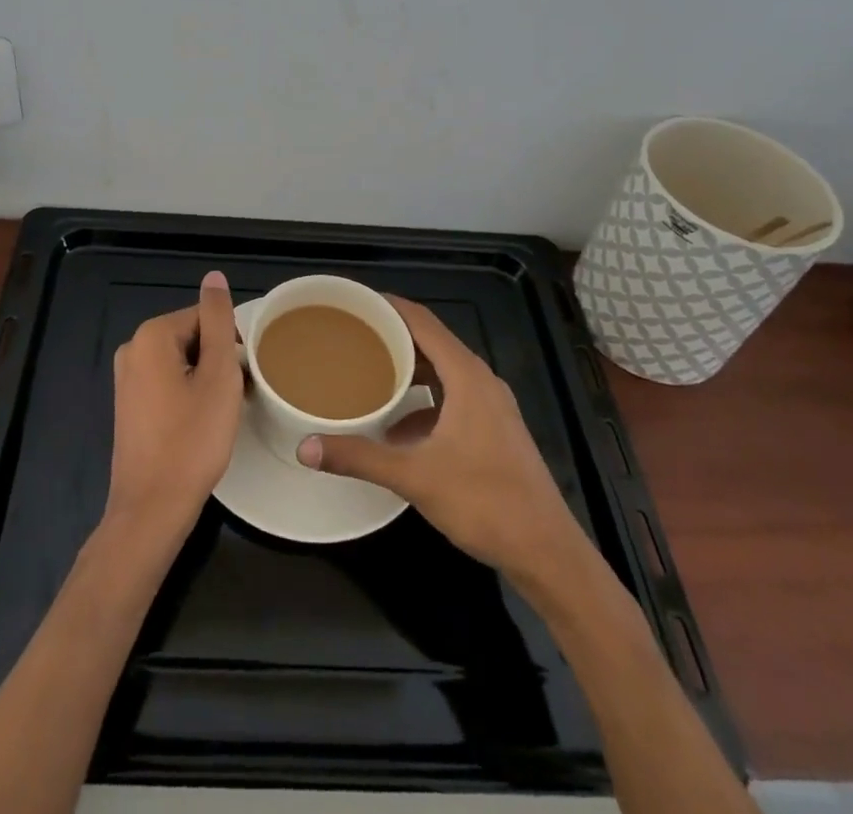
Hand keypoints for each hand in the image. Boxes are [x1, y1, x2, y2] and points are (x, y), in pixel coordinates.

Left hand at [103, 271, 243, 546]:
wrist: (152, 508)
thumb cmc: (192, 440)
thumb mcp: (218, 376)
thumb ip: (218, 321)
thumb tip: (214, 276)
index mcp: (151, 335)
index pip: (205, 317)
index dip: (230, 344)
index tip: (243, 376)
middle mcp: (132, 349)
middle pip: (192, 337)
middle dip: (218, 360)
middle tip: (236, 396)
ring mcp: (127, 379)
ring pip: (182, 362)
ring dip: (206, 379)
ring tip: (221, 412)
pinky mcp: (129, 405)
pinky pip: (168, 383)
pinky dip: (189, 394)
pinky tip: (201, 423)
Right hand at [298, 295, 582, 578]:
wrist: (547, 552)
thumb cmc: (484, 502)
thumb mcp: (414, 477)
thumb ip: (359, 457)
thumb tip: (304, 448)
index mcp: (466, 376)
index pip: (422, 321)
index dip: (388, 305)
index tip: (353, 301)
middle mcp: (481, 380)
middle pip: (431, 341)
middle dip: (392, 335)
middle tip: (351, 334)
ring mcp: (491, 405)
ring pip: (442, 370)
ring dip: (408, 367)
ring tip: (367, 371)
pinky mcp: (493, 428)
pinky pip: (452, 395)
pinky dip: (423, 398)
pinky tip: (397, 425)